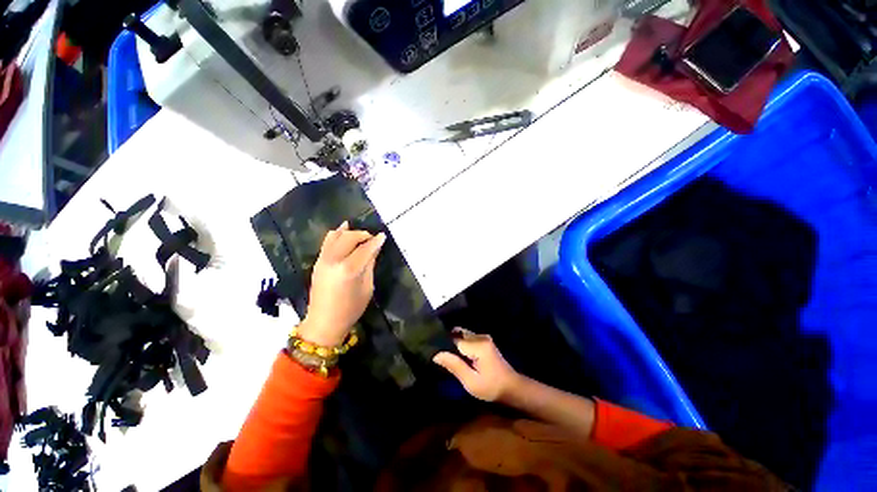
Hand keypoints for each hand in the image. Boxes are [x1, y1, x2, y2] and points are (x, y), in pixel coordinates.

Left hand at [298, 221, 385, 346]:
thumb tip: (373, 250)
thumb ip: (369, 267)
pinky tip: (343, 229)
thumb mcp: (366, 290)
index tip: (383, 236)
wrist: (324, 321)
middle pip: (349, 238)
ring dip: (349, 232)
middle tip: (372, 238)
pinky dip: (336, 234)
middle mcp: (334, 260)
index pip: (365, 249)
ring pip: (336, 236)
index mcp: (349, 269)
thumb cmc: (350, 310)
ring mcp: (324, 259)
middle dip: (362, 235)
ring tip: (358, 233)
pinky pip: (327, 241)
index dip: (375, 242)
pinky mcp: (318, 261)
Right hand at [433, 328, 520, 402]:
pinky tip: (453, 358)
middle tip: (434, 355)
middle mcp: (481, 338)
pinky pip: (467, 341)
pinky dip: (459, 347)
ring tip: (441, 357)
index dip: (441, 346)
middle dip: (445, 343)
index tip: (429, 354)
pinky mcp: (485, 345)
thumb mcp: (470, 380)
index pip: (452, 339)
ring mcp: (485, 340)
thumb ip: (454, 365)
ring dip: (452, 345)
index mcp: (478, 345)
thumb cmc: (492, 387)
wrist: (513, 389)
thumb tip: (436, 354)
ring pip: (462, 336)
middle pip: (457, 334)